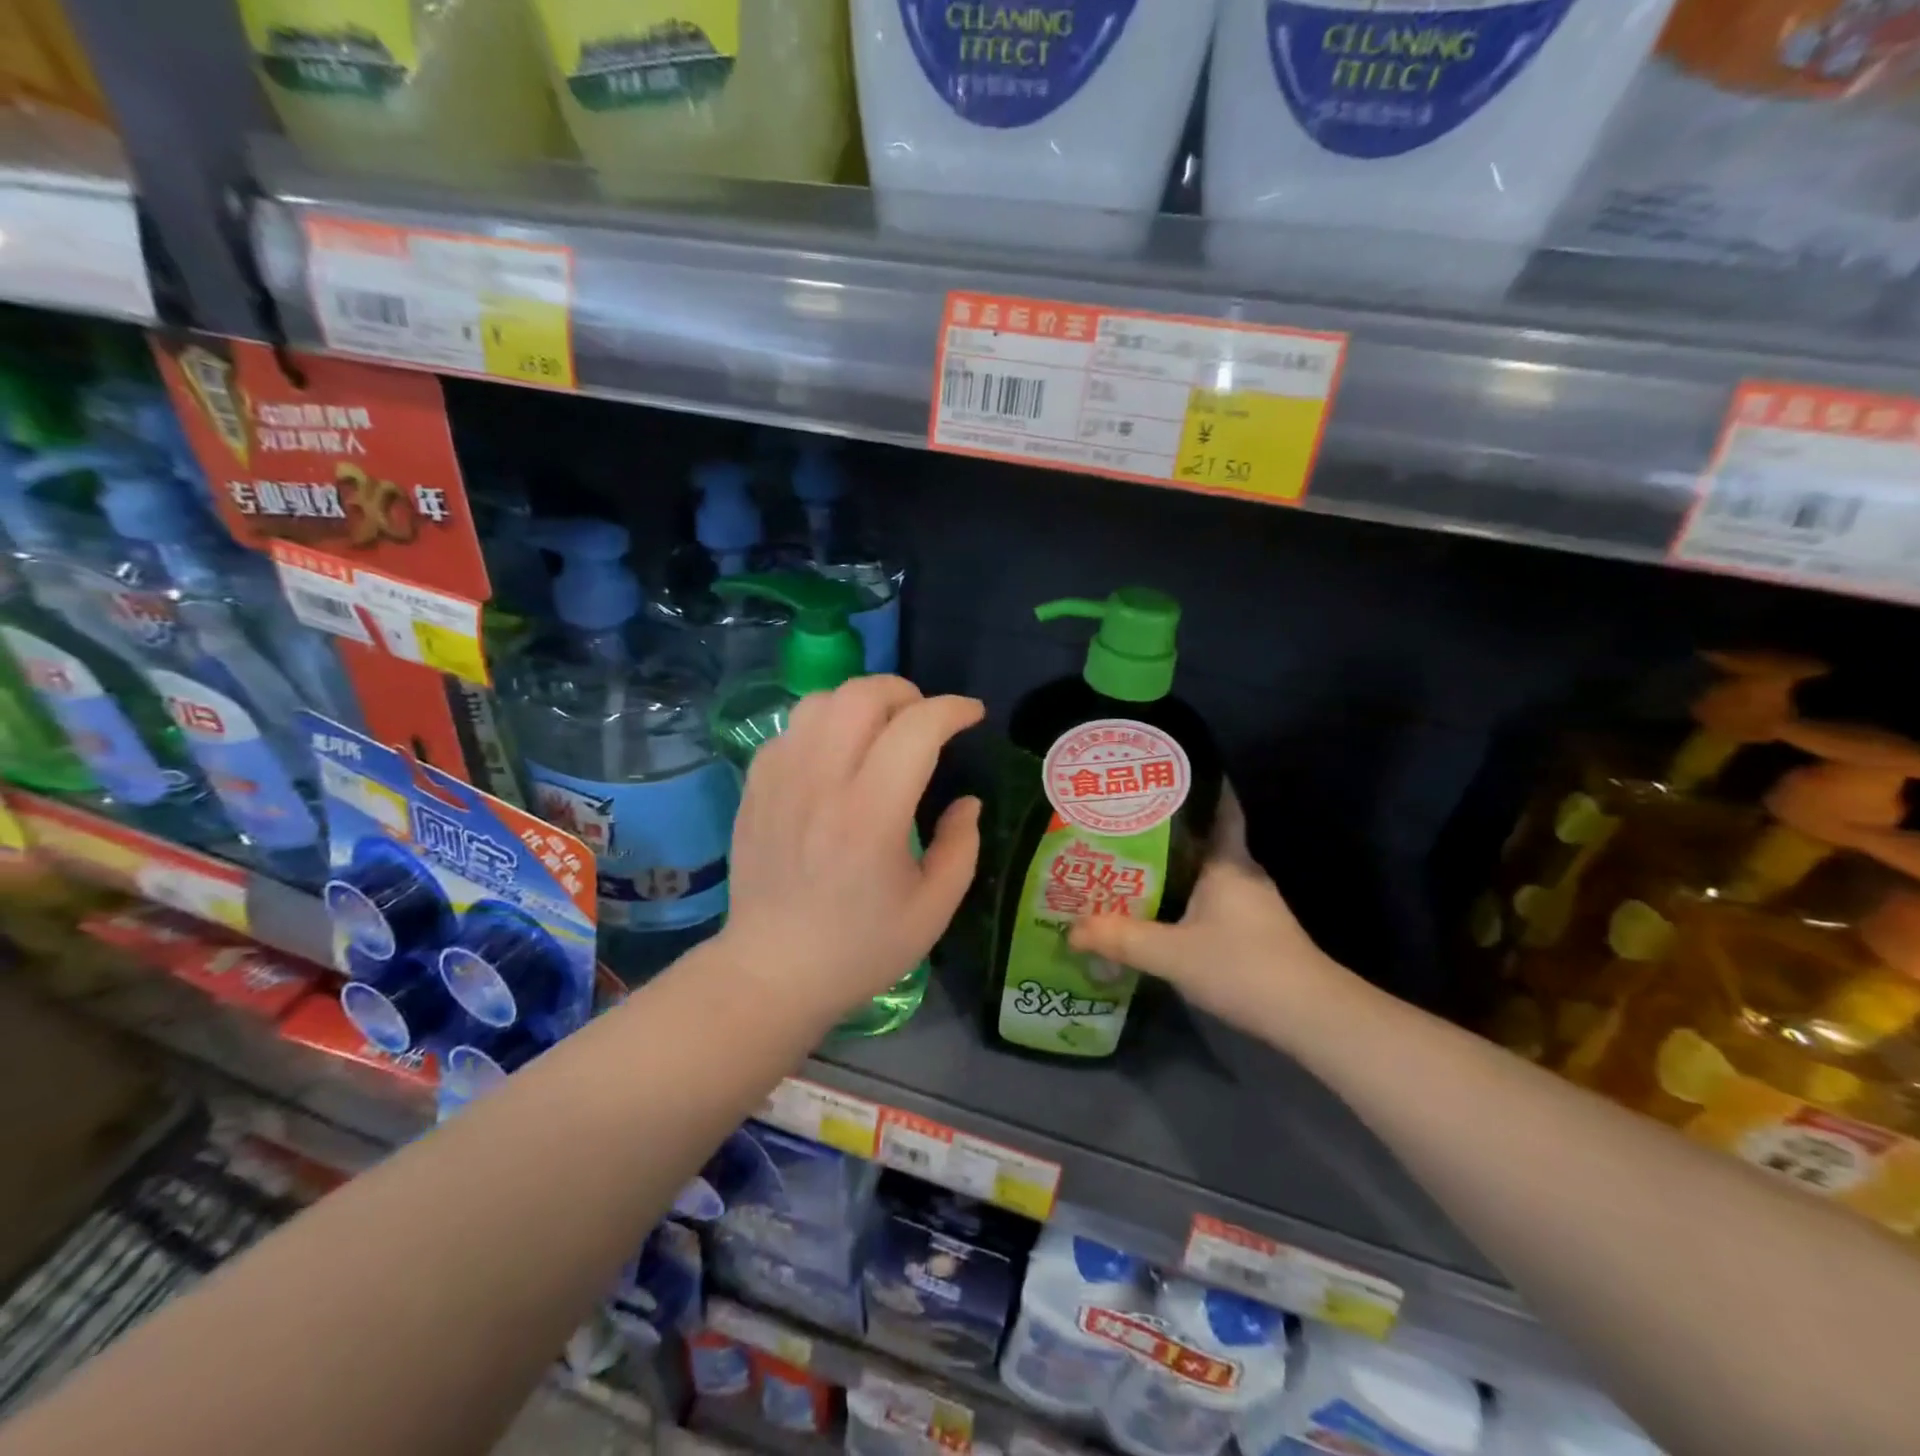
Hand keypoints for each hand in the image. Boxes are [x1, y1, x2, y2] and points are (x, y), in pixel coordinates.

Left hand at [721, 676, 983, 1018]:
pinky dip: (823, 724)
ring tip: (882, 729)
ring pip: (821, 701)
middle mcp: (822, 782)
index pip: (916, 728)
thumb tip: (967, 801)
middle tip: (926, 719)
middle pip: (862, 695)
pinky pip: (792, 728)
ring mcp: (781, 780)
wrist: (773, 971)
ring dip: (862, 702)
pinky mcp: (755, 786)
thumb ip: (962, 845)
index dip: (953, 709)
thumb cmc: (860, 947)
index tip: (973, 715)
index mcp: (872, 815)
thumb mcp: (933, 908)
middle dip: (906, 692)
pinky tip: (837, 754)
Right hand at [1069, 787, 1351, 1034]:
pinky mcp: (1250, 931)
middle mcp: (1240, 873)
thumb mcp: (1172, 954)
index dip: (1197, 785)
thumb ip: (1122, 940)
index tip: (1162, 772)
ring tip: (1125, 861)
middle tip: (1119, 820)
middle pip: (1201, 838)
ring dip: (1170, 865)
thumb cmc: (1243, 966)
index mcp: (1228, 862)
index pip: (1219, 807)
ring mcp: (1249, 904)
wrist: (1308, 1016)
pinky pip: (1207, 899)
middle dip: (1164, 828)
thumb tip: (1072, 930)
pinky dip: (1181, 895)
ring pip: (1202, 871)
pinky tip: (1155, 907)